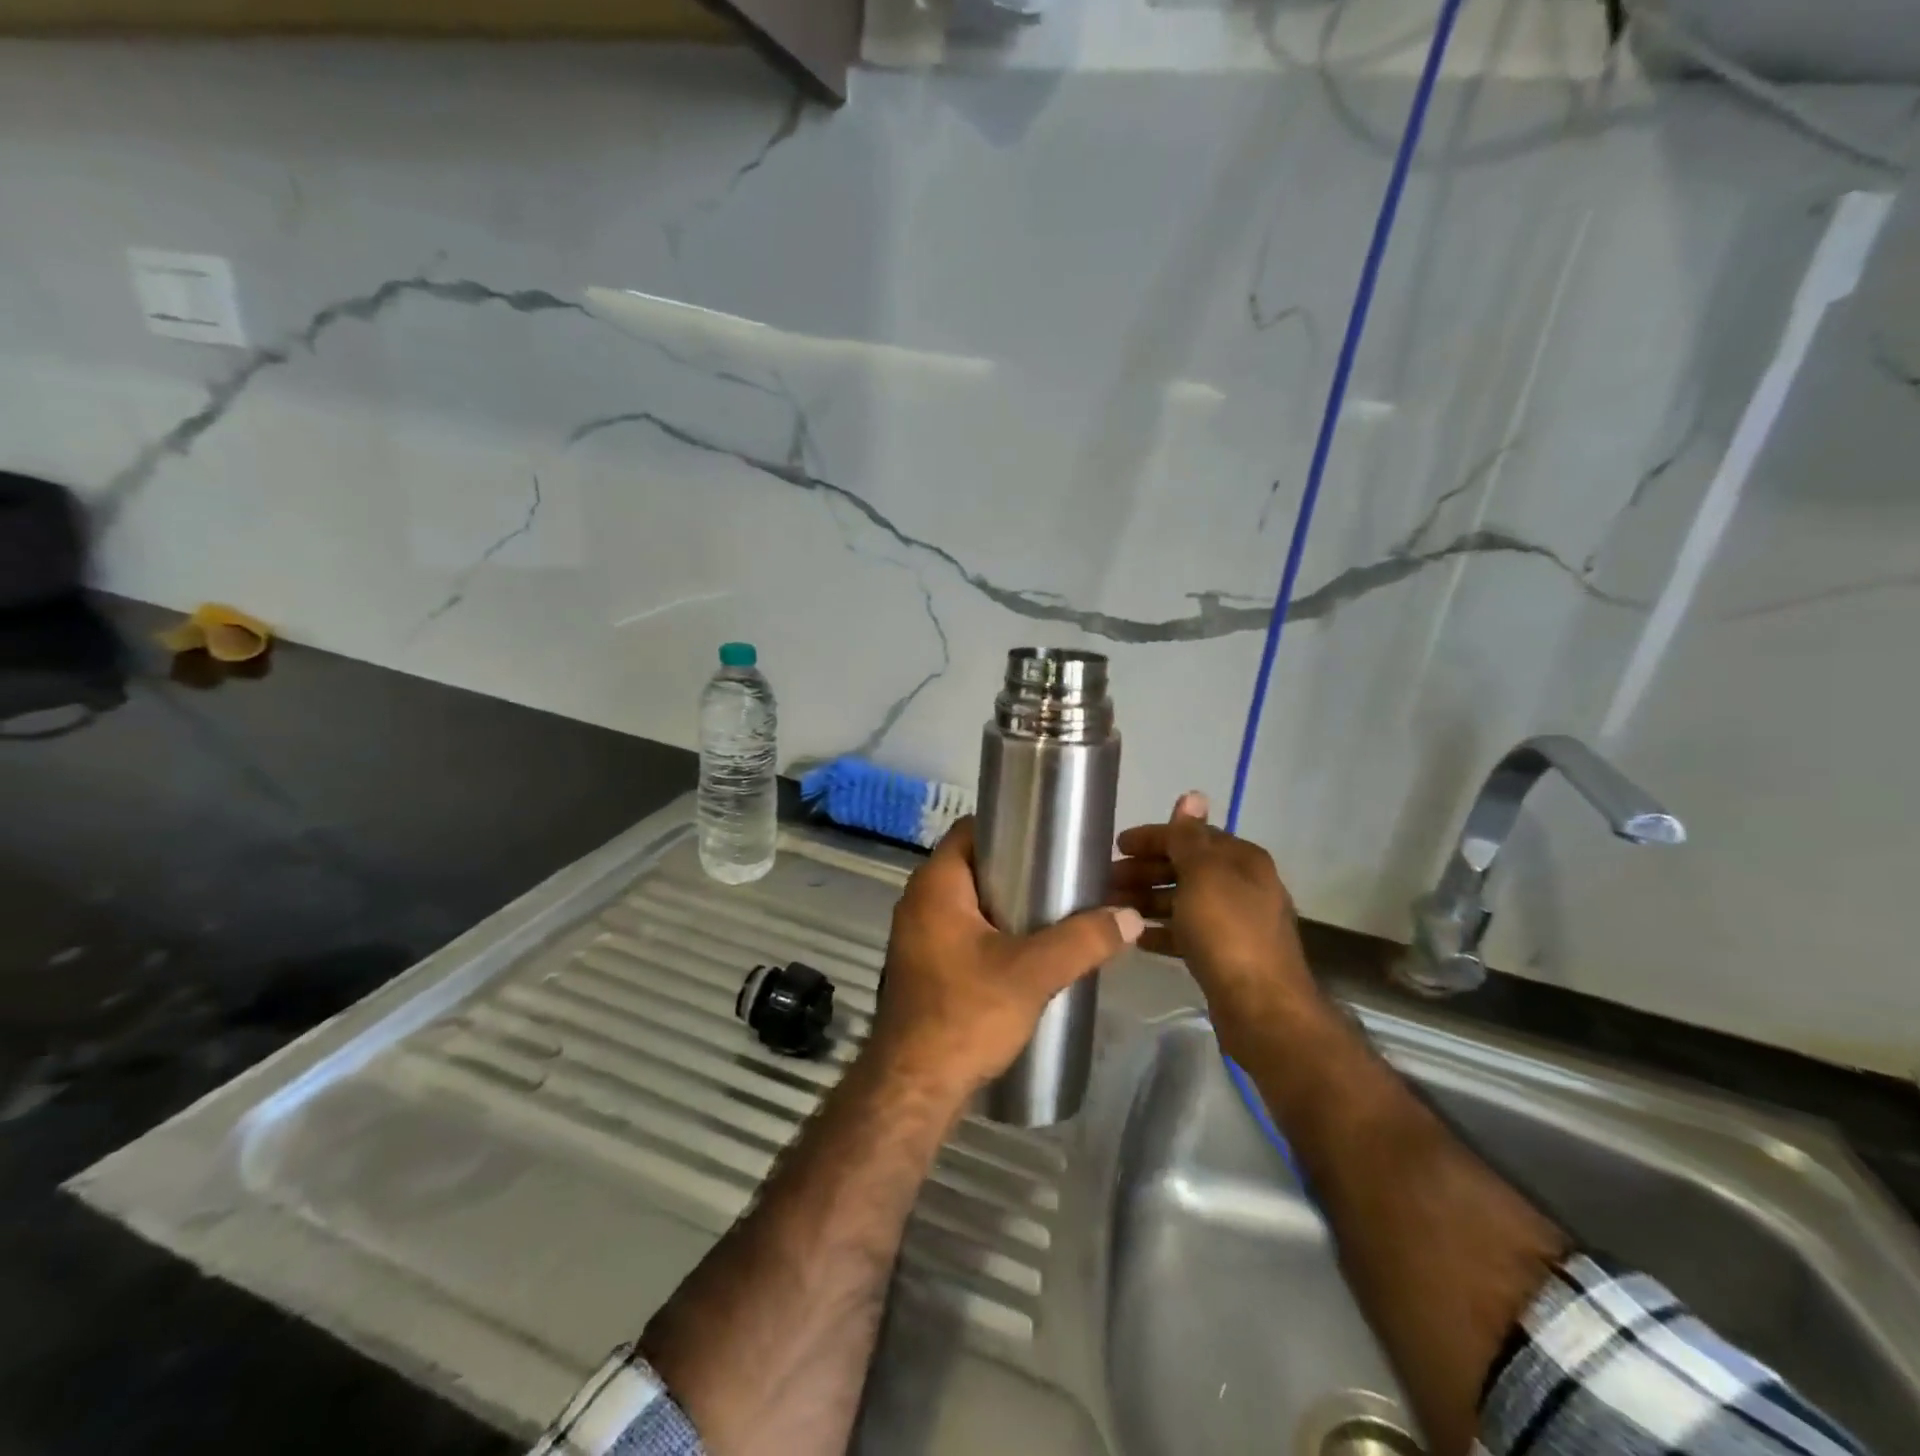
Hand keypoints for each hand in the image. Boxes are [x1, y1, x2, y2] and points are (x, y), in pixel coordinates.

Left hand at [872, 818, 1143, 1097]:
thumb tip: (1130, 916)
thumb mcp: (1033, 972)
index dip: (1008, 827)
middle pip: (973, 867)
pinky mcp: (924, 968)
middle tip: (1062, 877)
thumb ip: (1083, 940)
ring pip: (968, 903)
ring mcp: (917, 937)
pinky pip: (962, 933)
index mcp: (935, 885)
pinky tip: (1027, 953)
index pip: (969, 831)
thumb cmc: (967, 1013)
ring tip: (1054, 912)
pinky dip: (991, 934)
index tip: (1048, 837)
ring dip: (1006, 905)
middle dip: (1016, 869)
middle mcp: (919, 902)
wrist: (915, 1087)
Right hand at [1111, 792, 1312, 1036]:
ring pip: (1183, 901)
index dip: (1153, 838)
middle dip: (1146, 871)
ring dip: (1148, 900)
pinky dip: (1162, 931)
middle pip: (1185, 869)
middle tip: (1107, 879)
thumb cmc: (1228, 931)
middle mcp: (1242, 886)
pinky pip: (1186, 933)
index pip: (1191, 837)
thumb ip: (1190, 837)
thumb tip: (1192, 794)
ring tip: (1112, 907)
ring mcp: (1235, 923)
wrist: (1262, 1008)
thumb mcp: (1203, 875)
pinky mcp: (1225, 956)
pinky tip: (1136, 937)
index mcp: (1242, 860)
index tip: (1116, 846)